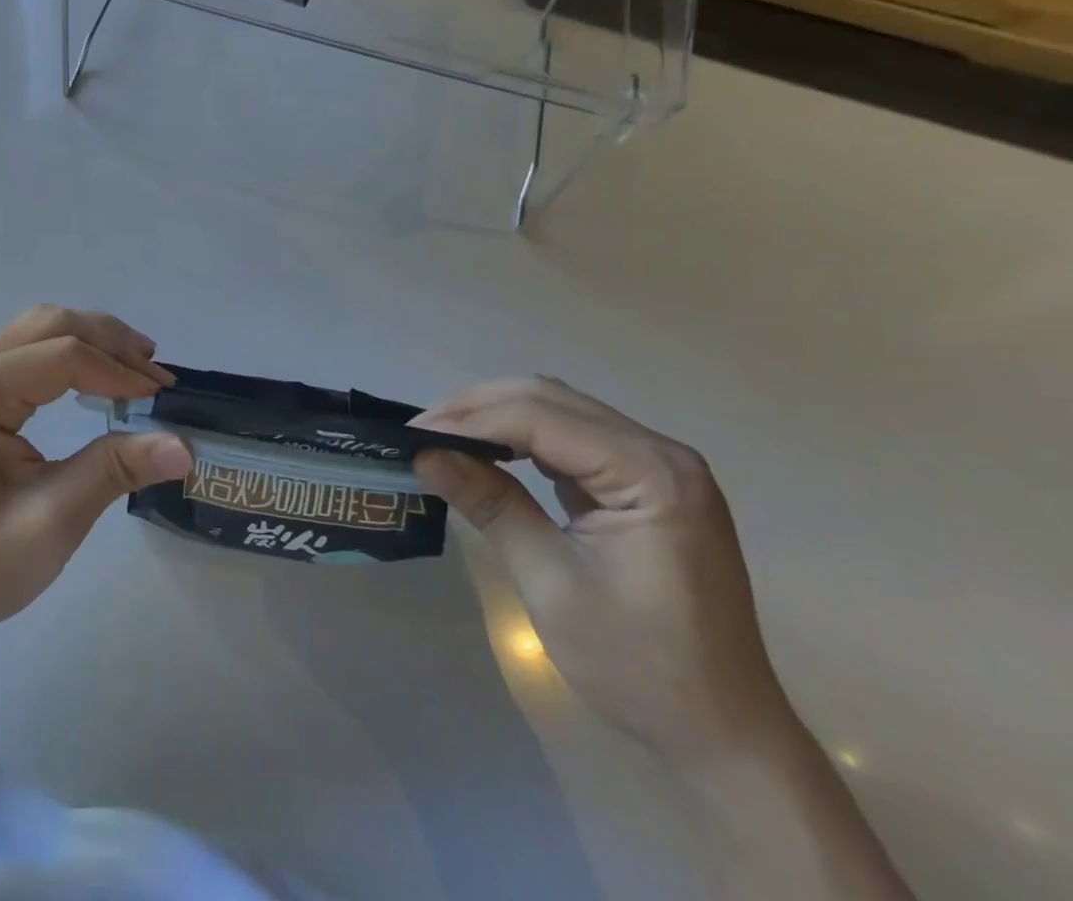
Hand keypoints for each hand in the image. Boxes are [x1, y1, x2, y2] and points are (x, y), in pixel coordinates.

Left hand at [0, 306, 191, 639]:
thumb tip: (184, 446)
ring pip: (39, 329)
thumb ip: (114, 471)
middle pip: (50, 325)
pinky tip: (96, 376)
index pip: (62, 355)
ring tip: (137, 367)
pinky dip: (69, 353)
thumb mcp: (52, 521)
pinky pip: (27, 350)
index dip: (119, 371)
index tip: (164, 397)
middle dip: (110, 342)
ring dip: (92, 341)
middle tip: (158, 376)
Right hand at [412, 378, 796, 763]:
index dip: (470, 420)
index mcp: (652, 474)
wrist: (724, 736)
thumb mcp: (552, 584)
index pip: (541, 418)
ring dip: (497, 417)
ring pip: (559, 410)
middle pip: (551, 399)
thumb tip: (424, 454)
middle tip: (420, 430)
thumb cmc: (641, 666)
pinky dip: (523, 437)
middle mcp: (661, 453)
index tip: (411, 433)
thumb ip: (490, 505)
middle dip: (479, 408)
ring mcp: (657, 466)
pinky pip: (572, 437)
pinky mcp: (645, 483)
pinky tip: (490, 451)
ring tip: (444, 436)